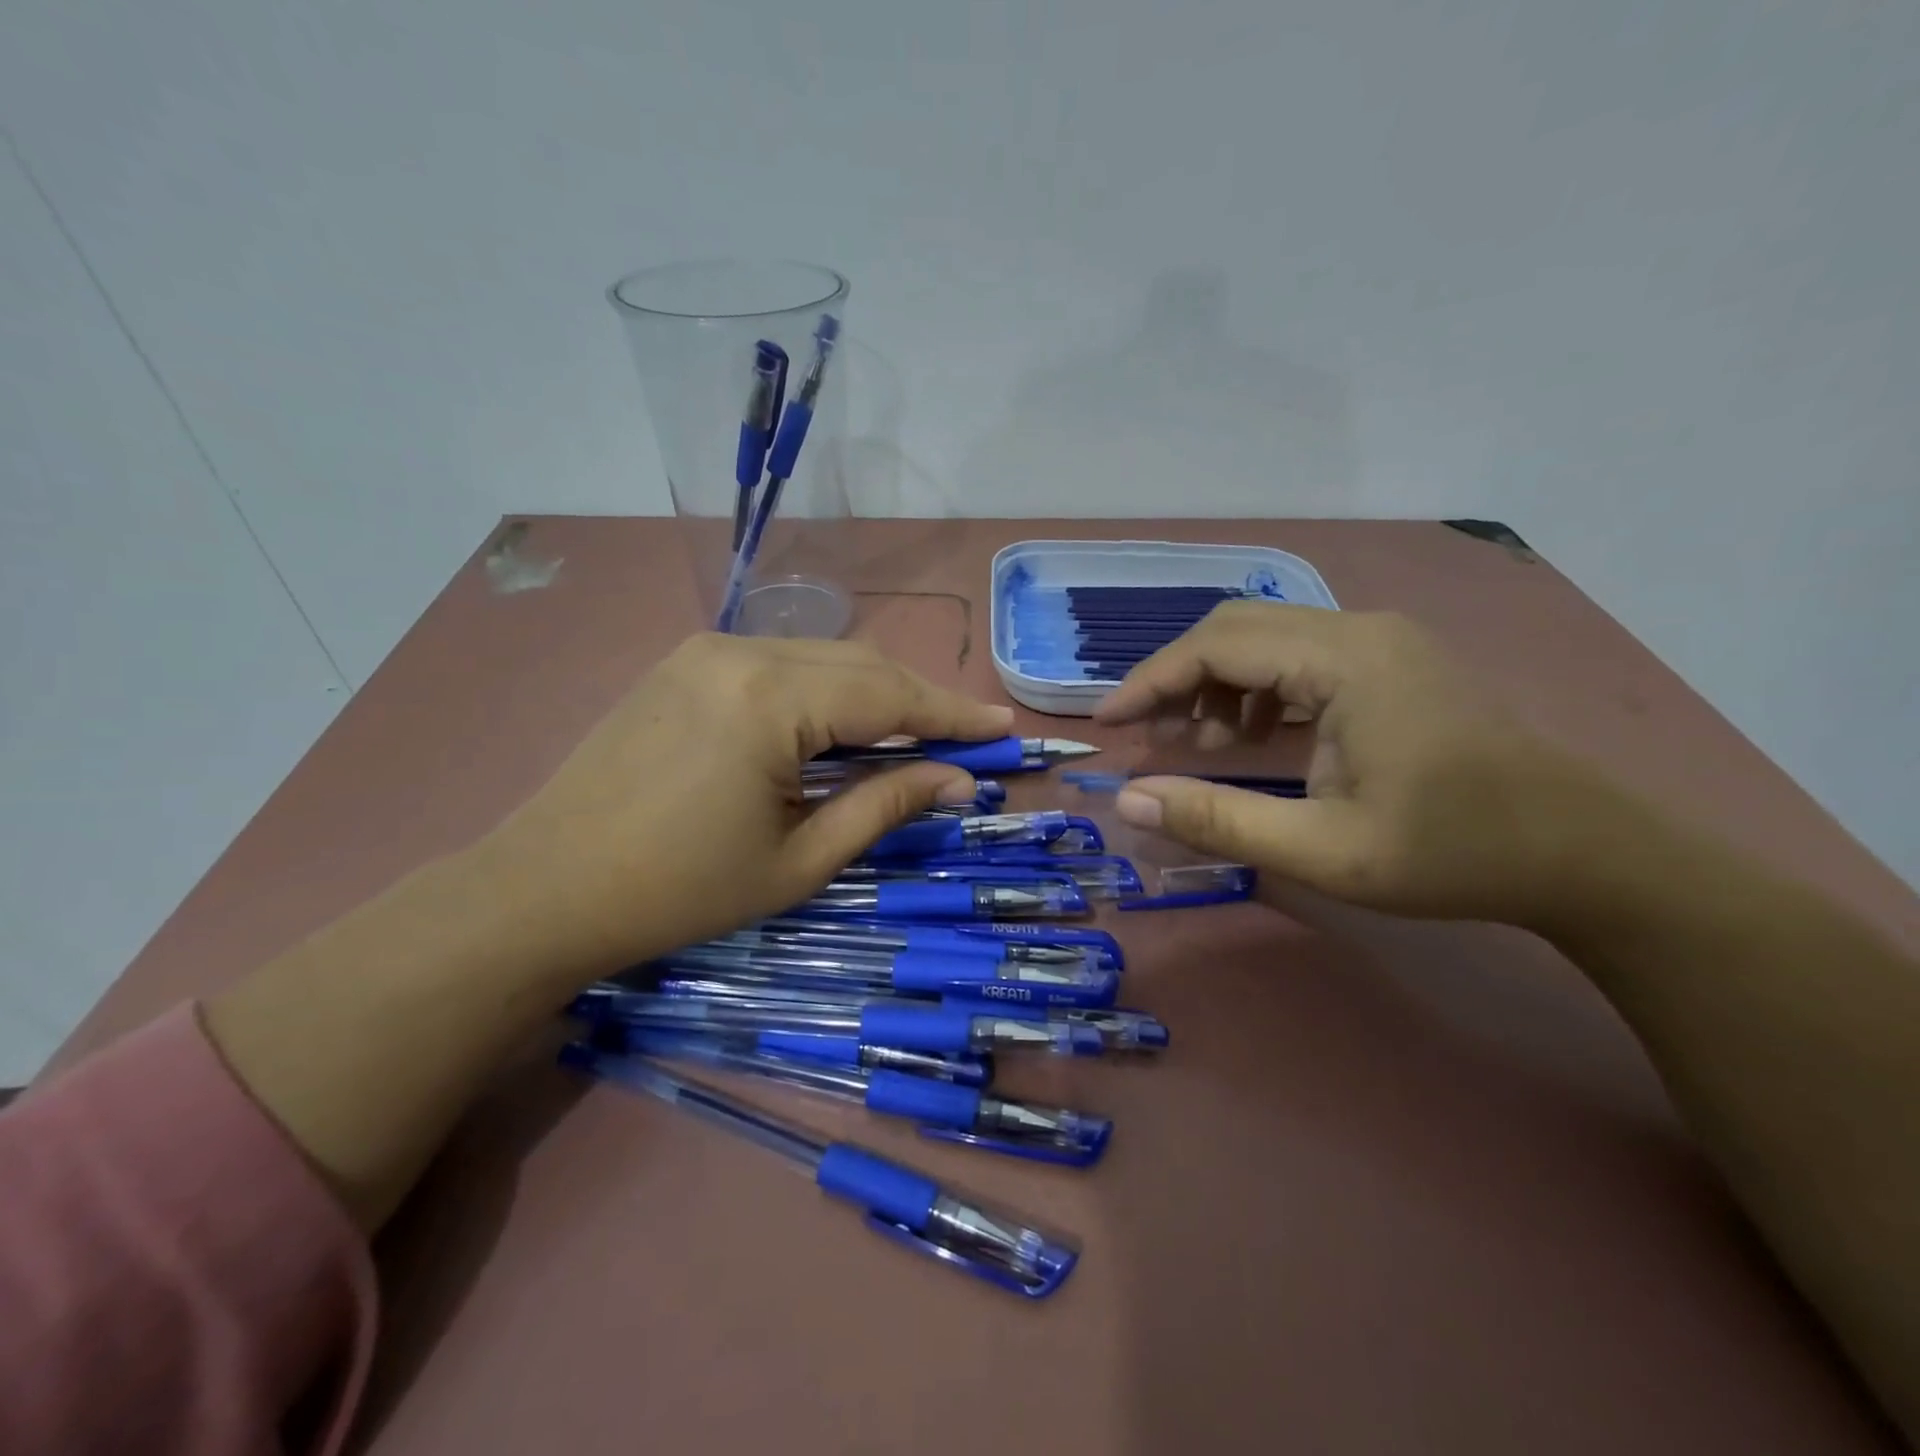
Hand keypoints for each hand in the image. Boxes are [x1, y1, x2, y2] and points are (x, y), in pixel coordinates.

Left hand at [487, 634, 1013, 972]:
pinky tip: (843, 725)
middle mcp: (742, 651)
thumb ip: (884, 806)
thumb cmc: (679, 891)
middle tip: (967, 737)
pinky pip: (781, 664)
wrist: (543, 889)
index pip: (889, 695)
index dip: (952, 714)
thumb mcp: (799, 860)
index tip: (1004, 726)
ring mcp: (707, 649)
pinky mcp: (686, 661)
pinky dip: (827, 690)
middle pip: (861, 664)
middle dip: (919, 701)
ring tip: (915, 735)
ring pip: (823, 659)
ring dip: (874, 694)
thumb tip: (958, 781)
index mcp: (771, 700)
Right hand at [1094, 605, 1610, 927]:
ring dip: (1215, 683)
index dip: (1150, 681)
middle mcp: (1360, 630)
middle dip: (1177, 678)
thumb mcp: (1323, 852)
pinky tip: (1252, 736)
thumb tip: (1127, 799)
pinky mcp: (1391, 661)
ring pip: (1265, 637)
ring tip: (1196, 744)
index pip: (1217, 646)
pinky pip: (1298, 655)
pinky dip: (1255, 689)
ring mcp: (1380, 641)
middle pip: (1236, 628)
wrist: (1585, 855)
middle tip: (1144, 734)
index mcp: (1346, 661)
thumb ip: (1217, 820)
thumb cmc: (1454, 854)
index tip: (1107, 723)